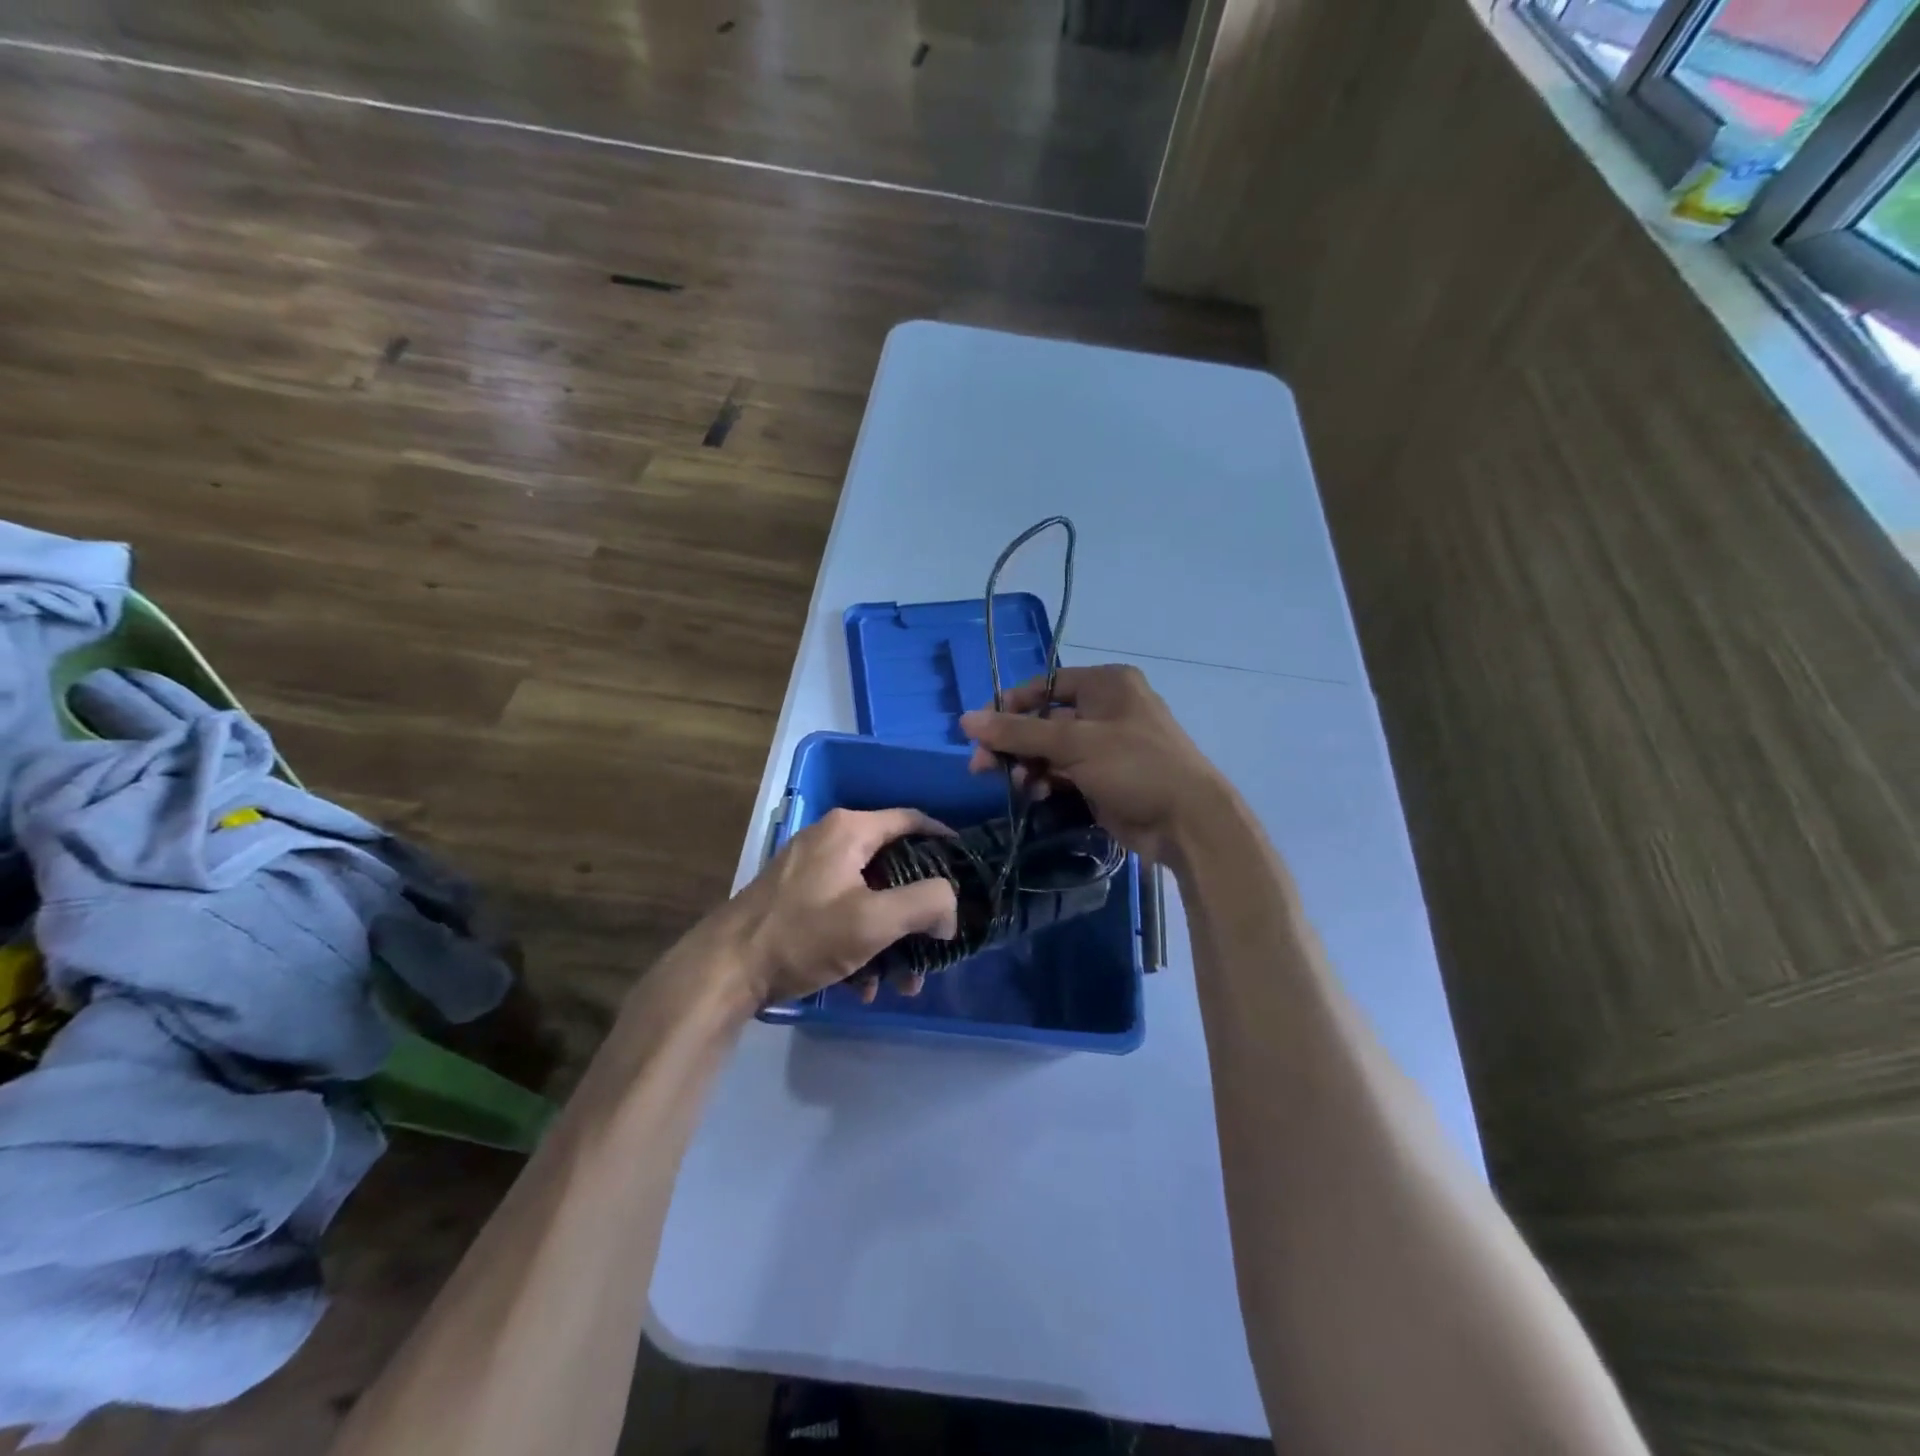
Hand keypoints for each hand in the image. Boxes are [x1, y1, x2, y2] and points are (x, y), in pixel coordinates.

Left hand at [725, 808, 959, 1005]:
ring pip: (870, 896)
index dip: (945, 842)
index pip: (913, 820)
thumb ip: (926, 903)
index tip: (968, 873)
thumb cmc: (804, 935)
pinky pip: (844, 912)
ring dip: (892, 937)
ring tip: (901, 982)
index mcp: (850, 829)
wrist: (725, 970)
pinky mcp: (796, 899)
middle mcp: (831, 839)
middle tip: (936, 943)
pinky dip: (861, 943)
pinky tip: (864, 986)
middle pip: (894, 866)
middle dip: (918, 911)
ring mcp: (810, 869)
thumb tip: (950, 906)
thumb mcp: (874, 920)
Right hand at [959, 664, 1222, 862]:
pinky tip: (1032, 795)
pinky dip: (1045, 781)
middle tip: (981, 766)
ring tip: (1014, 786)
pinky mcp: (1104, 776)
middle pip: (1044, 719)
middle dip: (1013, 743)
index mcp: (1106, 684)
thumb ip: (1018, 732)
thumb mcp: (1074, 744)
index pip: (1045, 685)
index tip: (978, 731)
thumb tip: (965, 719)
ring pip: (1051, 749)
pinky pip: (1063, 772)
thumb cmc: (1134, 766)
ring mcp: (1106, 744)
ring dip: (1027, 766)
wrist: (1187, 821)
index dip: (1009, 706)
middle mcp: (1106, 708)